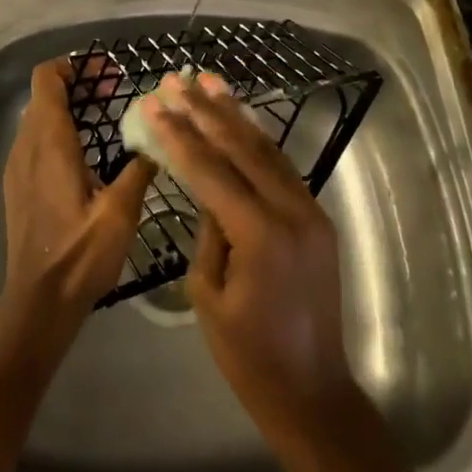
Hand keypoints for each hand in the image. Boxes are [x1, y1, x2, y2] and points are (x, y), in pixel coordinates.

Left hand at [2, 58, 156, 329]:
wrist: (38, 303)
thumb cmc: (80, 255)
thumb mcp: (121, 212)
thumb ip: (138, 168)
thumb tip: (155, 139)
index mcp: (50, 142)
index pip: (46, 79)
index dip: (73, 66)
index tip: (105, 73)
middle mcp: (26, 145)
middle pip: (44, 94)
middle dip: (78, 85)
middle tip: (114, 92)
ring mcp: (17, 165)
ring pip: (37, 117)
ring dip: (67, 108)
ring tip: (104, 119)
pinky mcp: (16, 185)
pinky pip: (33, 140)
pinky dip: (56, 130)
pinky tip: (85, 154)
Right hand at [147, 73, 357, 447]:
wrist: (312, 392)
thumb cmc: (248, 355)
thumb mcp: (208, 293)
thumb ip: (209, 230)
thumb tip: (209, 187)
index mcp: (260, 234)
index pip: (211, 170)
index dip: (179, 134)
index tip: (154, 103)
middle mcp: (291, 211)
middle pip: (241, 147)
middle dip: (205, 109)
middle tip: (178, 79)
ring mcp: (310, 211)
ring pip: (266, 148)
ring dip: (234, 113)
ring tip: (208, 81)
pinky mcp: (317, 216)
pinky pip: (281, 167)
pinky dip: (257, 139)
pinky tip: (239, 118)